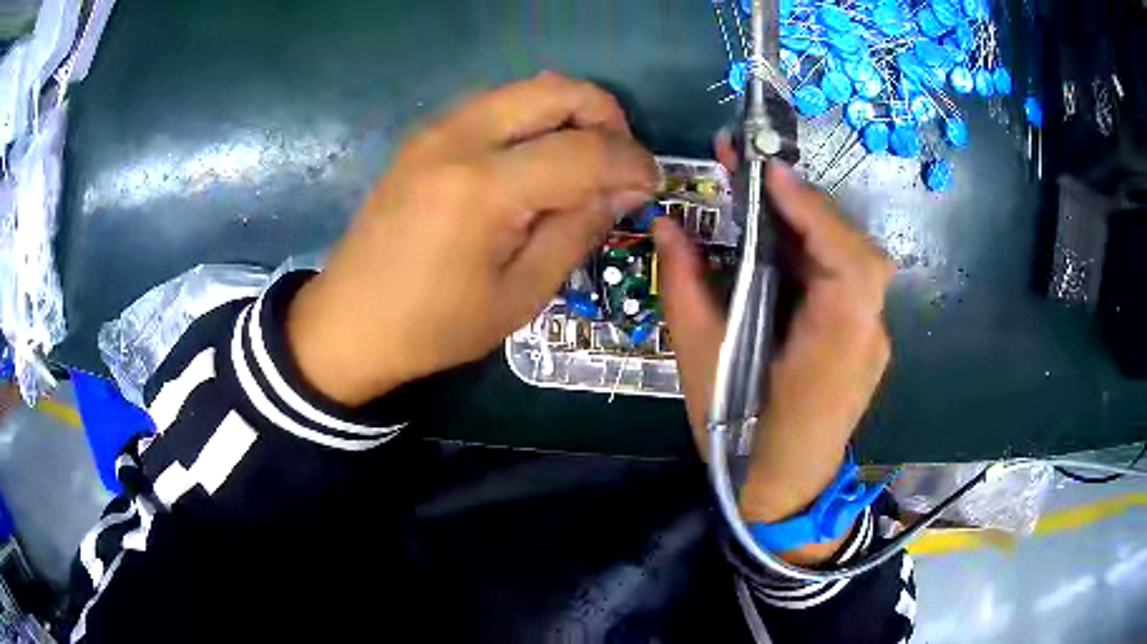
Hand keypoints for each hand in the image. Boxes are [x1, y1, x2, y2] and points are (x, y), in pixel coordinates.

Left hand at [287, 73, 658, 404]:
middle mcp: (459, 137)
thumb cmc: (434, 326)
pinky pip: (495, 103)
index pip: (585, 149)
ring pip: (525, 88)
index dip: (632, 162)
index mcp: (484, 187)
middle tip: (621, 160)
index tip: (653, 183)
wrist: (349, 322)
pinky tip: (537, 158)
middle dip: (606, 115)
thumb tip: (624, 188)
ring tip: (585, 158)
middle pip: (556, 90)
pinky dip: (531, 117)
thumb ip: (578, 230)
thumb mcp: (520, 294)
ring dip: (568, 112)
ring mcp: (435, 129)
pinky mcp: (424, 135)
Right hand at [654, 142, 892, 562]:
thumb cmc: (740, 436)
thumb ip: (685, 287)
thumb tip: (665, 224)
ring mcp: (872, 337)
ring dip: (812, 224)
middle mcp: (867, 335)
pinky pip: (848, 280)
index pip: (849, 265)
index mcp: (834, 347)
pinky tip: (784, 244)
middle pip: (858, 252)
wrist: (784, 490)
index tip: (770, 172)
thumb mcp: (700, 362)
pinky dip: (818, 250)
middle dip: (809, 208)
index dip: (815, 213)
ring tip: (764, 199)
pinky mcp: (864, 339)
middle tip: (756, 176)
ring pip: (855, 261)